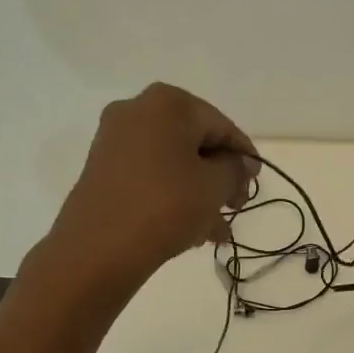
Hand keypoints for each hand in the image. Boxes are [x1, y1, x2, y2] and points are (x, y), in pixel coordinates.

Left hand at [48, 83, 256, 290]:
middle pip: (195, 142)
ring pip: (173, 162)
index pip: (221, 126)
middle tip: (236, 206)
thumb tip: (240, 162)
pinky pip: (150, 175)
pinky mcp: (102, 168)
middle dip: (219, 177)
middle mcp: (138, 111)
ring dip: (199, 192)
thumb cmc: (165, 206)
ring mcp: (115, 139)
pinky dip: (173, 195)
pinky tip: (192, 230)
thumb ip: (235, 168)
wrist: (97, 249)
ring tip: (217, 231)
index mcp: (168, 103)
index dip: (244, 155)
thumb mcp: (214, 186)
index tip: (256, 182)